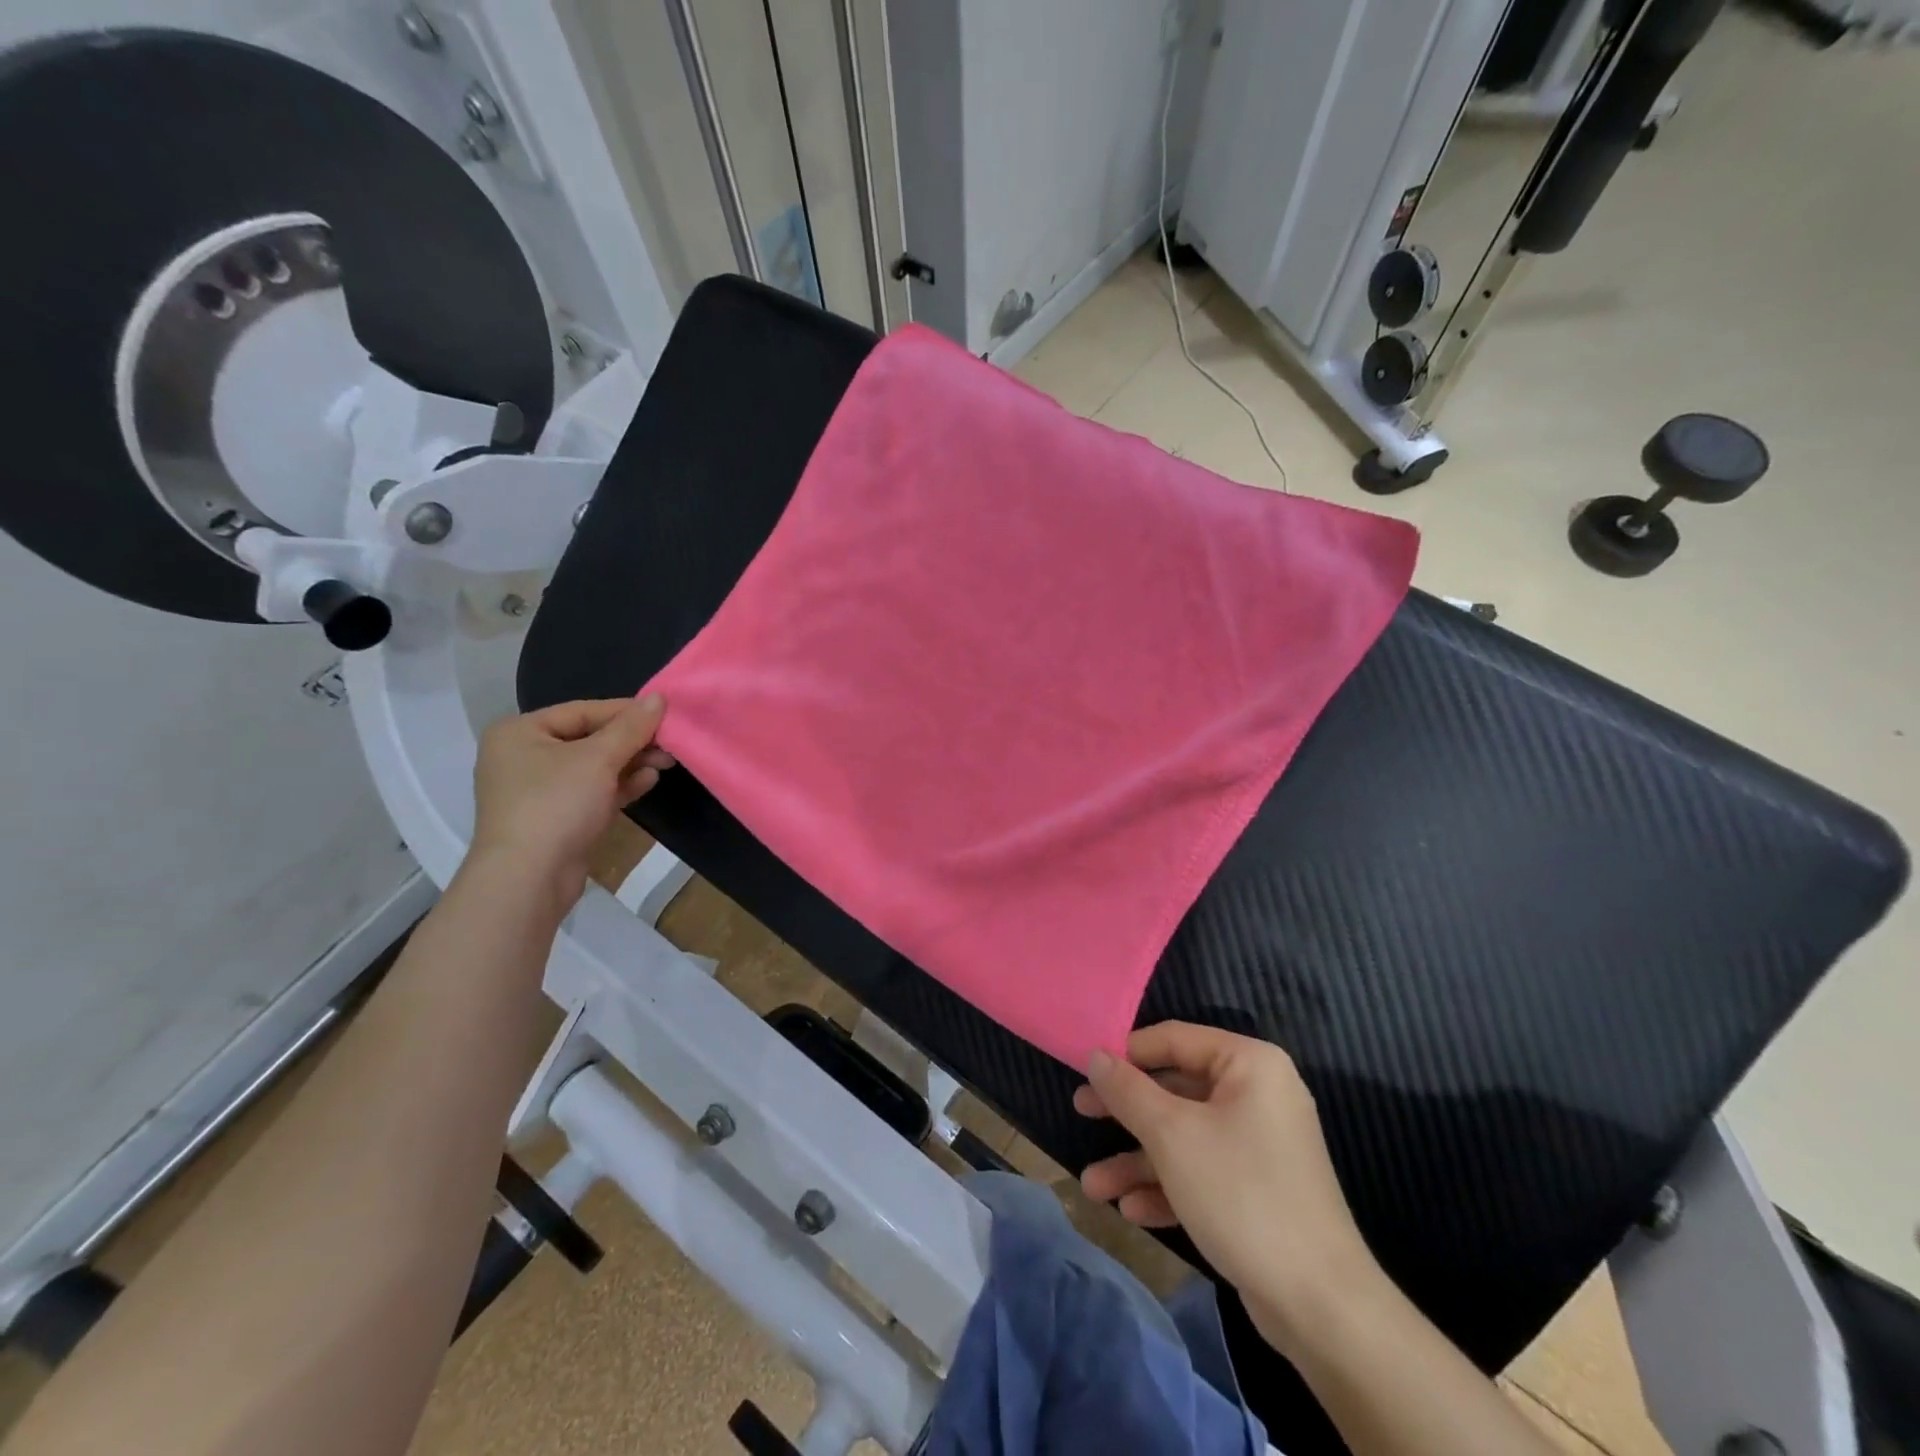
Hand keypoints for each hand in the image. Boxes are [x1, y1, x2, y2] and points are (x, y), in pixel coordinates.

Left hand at [468, 695, 673, 903]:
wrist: (529, 878)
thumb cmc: (556, 804)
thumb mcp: (598, 758)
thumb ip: (631, 727)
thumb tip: (659, 697)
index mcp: (520, 732)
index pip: (582, 711)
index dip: (626, 712)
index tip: (665, 714)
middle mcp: (523, 757)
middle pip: (589, 738)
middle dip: (631, 741)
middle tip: (670, 743)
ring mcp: (537, 791)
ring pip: (593, 767)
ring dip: (630, 763)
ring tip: (666, 762)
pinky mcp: (555, 819)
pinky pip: (592, 792)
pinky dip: (619, 786)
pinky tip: (648, 781)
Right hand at [1076, 1022, 1378, 1352]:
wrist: (1320, 1305)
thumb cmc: (1241, 1194)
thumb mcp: (1171, 1136)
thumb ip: (1128, 1090)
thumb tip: (1095, 1055)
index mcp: (1249, 1064)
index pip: (1174, 1039)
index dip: (1127, 1052)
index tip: (1085, 1069)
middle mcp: (1257, 1095)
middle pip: (1175, 1089)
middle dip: (1126, 1113)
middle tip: (1081, 1114)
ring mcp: (1259, 1144)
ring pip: (1183, 1137)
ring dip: (1138, 1160)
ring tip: (1094, 1187)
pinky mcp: (1256, 1188)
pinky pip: (1201, 1171)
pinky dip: (1167, 1186)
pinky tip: (1131, 1210)